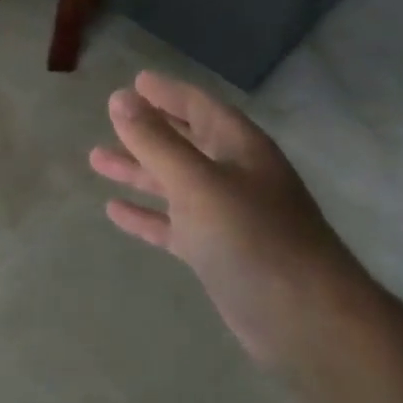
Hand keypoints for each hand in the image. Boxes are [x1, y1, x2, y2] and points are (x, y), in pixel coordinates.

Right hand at [89, 71, 374, 366]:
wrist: (305, 321)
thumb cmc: (251, 237)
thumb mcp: (197, 182)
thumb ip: (156, 141)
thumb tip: (120, 98)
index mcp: (240, 148)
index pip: (199, 106)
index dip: (167, 93)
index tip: (134, 82)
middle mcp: (235, 175)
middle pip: (186, 142)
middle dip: (148, 130)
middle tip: (110, 117)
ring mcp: (228, 216)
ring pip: (175, 183)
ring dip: (139, 171)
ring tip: (96, 160)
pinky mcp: (218, 254)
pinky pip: (174, 225)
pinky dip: (147, 215)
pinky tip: (114, 211)